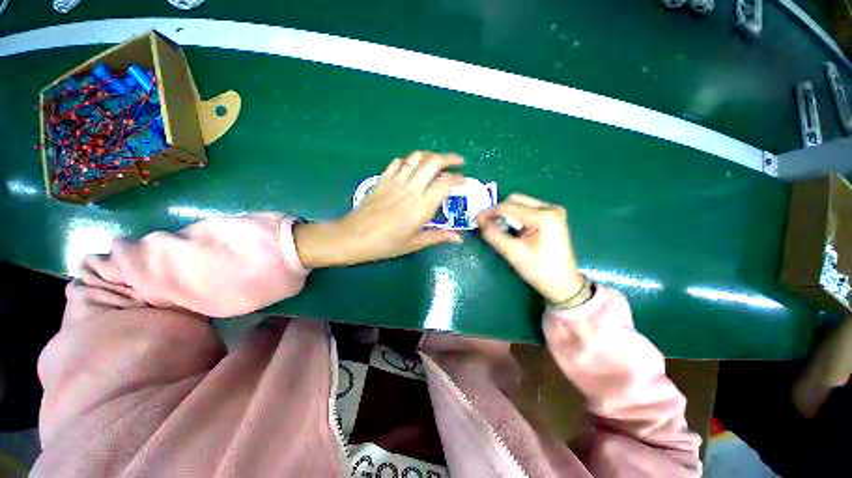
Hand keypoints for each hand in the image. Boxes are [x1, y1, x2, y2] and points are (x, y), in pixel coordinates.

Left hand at [295, 152, 463, 267]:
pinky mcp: (383, 179)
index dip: (457, 179)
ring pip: (416, 157)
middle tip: (457, 162)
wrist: (354, 237)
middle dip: (448, 158)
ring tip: (437, 163)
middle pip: (433, 161)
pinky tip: (413, 168)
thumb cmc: (386, 244)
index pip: (445, 183)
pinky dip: (410, 160)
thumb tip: (459, 238)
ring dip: (430, 156)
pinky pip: (398, 162)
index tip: (463, 181)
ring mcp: (395, 181)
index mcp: (422, 206)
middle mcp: (411, 188)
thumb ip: (439, 237)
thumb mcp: (415, 243)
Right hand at [477, 194, 584, 303]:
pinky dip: (515, 216)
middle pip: (516, 200)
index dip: (490, 212)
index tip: (476, 220)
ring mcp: (552, 211)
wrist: (562, 284)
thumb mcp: (513, 252)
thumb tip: (480, 221)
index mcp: (544, 216)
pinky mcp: (551, 217)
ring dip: (506, 213)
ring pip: (521, 203)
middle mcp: (550, 208)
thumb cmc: (539, 270)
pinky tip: (510, 228)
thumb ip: (494, 235)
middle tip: (486, 223)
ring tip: (496, 226)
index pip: (509, 206)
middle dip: (498, 211)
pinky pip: (527, 210)